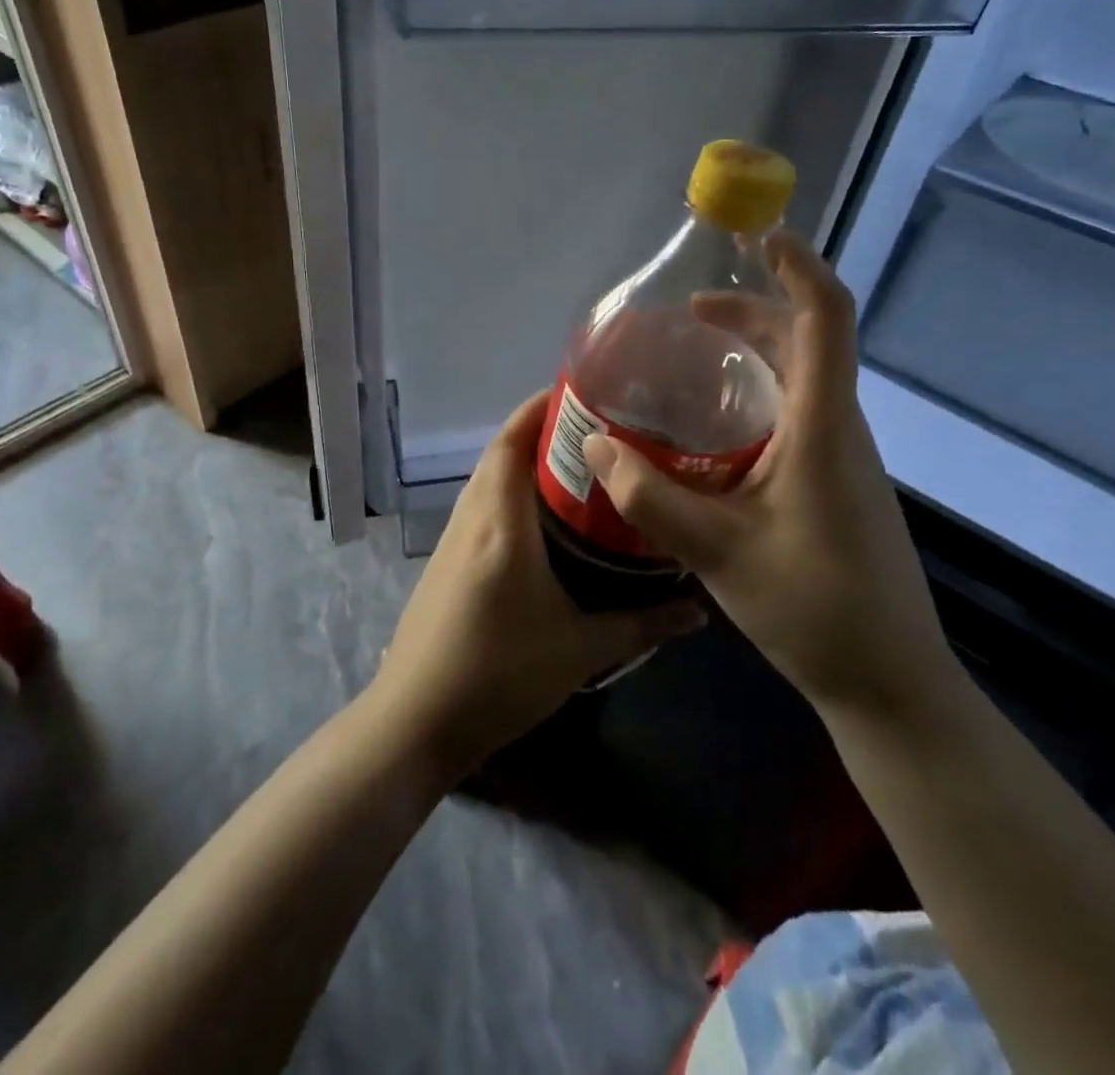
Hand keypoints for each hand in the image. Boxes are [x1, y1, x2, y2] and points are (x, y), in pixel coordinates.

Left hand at [371, 392, 705, 776]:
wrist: (416, 720)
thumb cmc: (498, 676)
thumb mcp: (580, 650)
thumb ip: (642, 623)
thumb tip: (698, 610)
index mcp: (500, 523)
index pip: (512, 442)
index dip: (540, 408)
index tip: (583, 394)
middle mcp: (471, 518)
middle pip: (500, 452)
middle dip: (541, 431)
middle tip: (596, 431)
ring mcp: (451, 539)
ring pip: (488, 478)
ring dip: (523, 461)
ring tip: (577, 466)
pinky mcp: (445, 561)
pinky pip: (480, 505)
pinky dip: (508, 491)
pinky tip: (542, 518)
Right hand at [580, 232, 957, 717]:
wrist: (889, 682)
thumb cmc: (812, 607)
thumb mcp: (716, 550)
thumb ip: (649, 496)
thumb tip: (595, 445)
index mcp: (822, 428)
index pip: (825, 320)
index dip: (798, 268)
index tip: (758, 237)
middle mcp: (840, 429)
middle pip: (808, 342)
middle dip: (753, 312)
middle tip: (689, 316)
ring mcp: (845, 458)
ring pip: (804, 380)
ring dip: (755, 355)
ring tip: (695, 361)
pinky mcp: (839, 484)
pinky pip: (801, 415)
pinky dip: (759, 397)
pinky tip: (716, 433)